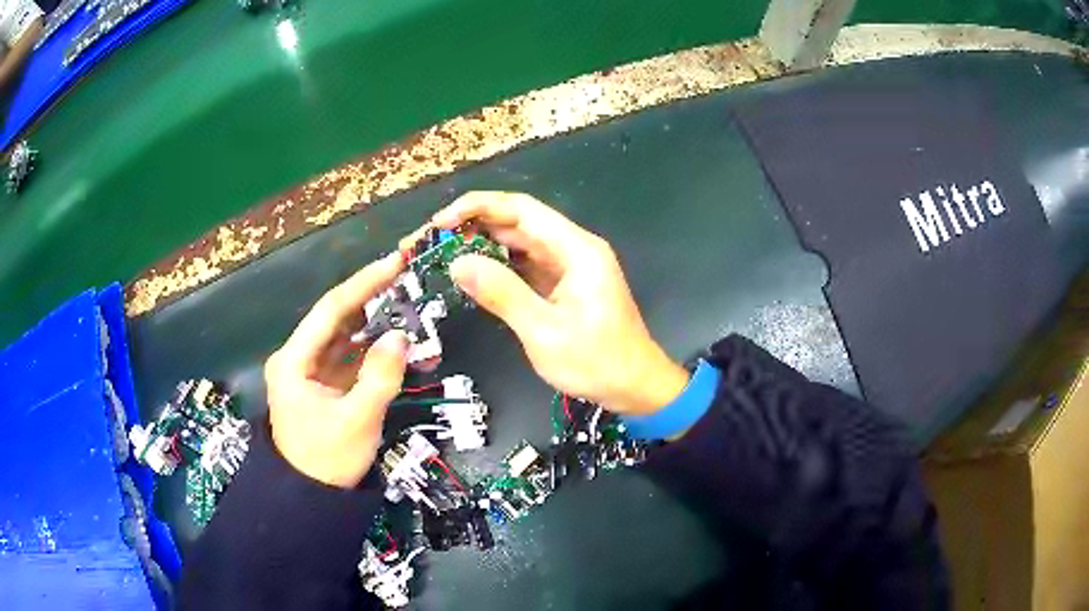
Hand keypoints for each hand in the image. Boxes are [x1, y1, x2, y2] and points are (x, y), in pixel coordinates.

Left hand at [264, 253, 408, 487]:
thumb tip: (400, 336)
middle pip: (337, 319)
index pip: (330, 310)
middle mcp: (297, 357)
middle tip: (408, 283)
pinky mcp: (324, 384)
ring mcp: (310, 371)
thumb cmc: (327, 461)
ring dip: (378, 328)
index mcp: (293, 360)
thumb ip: (380, 377)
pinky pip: (351, 360)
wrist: (310, 499)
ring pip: (347, 338)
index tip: (394, 263)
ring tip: (412, 313)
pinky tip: (402, 350)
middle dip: (373, 302)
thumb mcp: (357, 421)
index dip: (363, 284)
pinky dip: (376, 355)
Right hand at [406, 191, 688, 415]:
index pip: (521, 209)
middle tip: (428, 242)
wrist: (635, 387)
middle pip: (517, 222)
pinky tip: (470, 274)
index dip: (477, 207)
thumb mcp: (544, 332)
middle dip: (471, 226)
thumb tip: (458, 263)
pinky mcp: (562, 285)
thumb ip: (502, 294)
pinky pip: (524, 265)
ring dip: (481, 246)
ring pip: (518, 243)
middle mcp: (572, 248)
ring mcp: (567, 266)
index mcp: (576, 249)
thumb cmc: (597, 362)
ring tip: (440, 255)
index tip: (439, 222)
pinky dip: (496, 267)